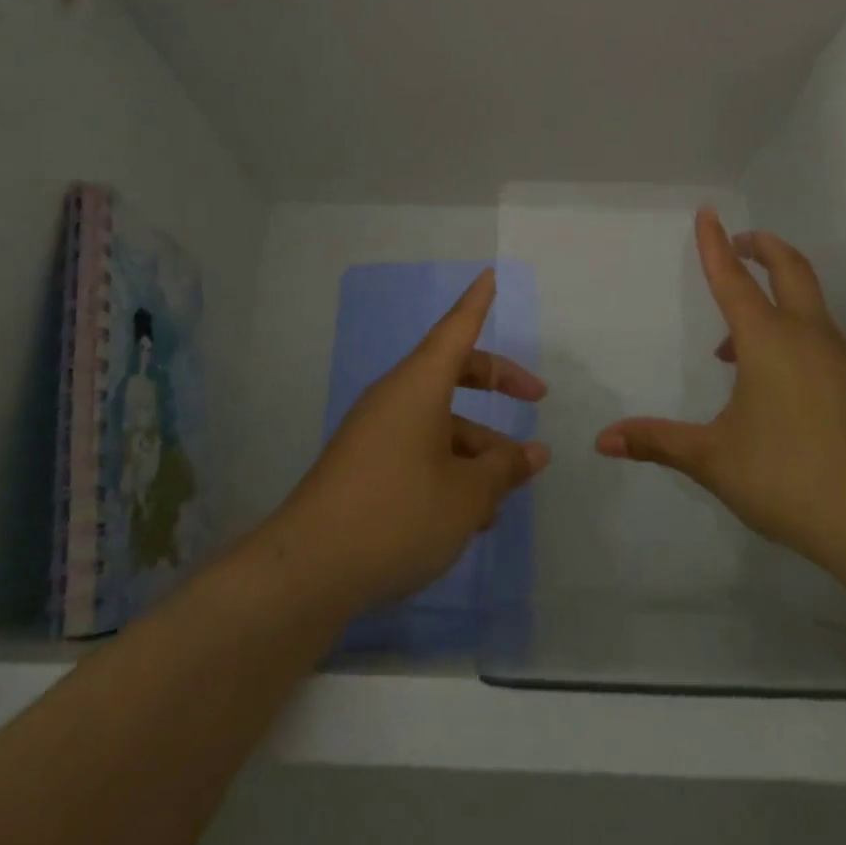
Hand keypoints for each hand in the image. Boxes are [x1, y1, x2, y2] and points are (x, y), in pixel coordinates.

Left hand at [268, 269, 549, 612]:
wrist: (309, 569)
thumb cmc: (399, 513)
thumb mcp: (467, 495)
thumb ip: (504, 470)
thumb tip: (532, 453)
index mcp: (419, 386)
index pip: (456, 329)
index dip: (477, 303)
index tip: (489, 275)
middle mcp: (395, 398)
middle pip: (452, 373)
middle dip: (495, 383)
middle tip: (535, 397)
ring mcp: (375, 432)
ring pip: (438, 421)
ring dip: (475, 446)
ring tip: (504, 494)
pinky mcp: (363, 466)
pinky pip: (418, 449)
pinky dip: (448, 467)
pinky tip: (467, 515)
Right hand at [595, 210, 845, 576]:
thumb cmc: (788, 477)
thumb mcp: (713, 459)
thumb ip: (658, 442)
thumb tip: (603, 441)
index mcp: (767, 340)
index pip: (734, 278)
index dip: (715, 244)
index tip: (708, 213)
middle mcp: (806, 335)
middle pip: (790, 268)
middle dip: (763, 246)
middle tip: (739, 241)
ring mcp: (837, 358)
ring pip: (807, 301)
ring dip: (776, 291)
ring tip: (733, 336)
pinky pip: (816, 332)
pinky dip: (790, 326)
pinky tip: (768, 376)